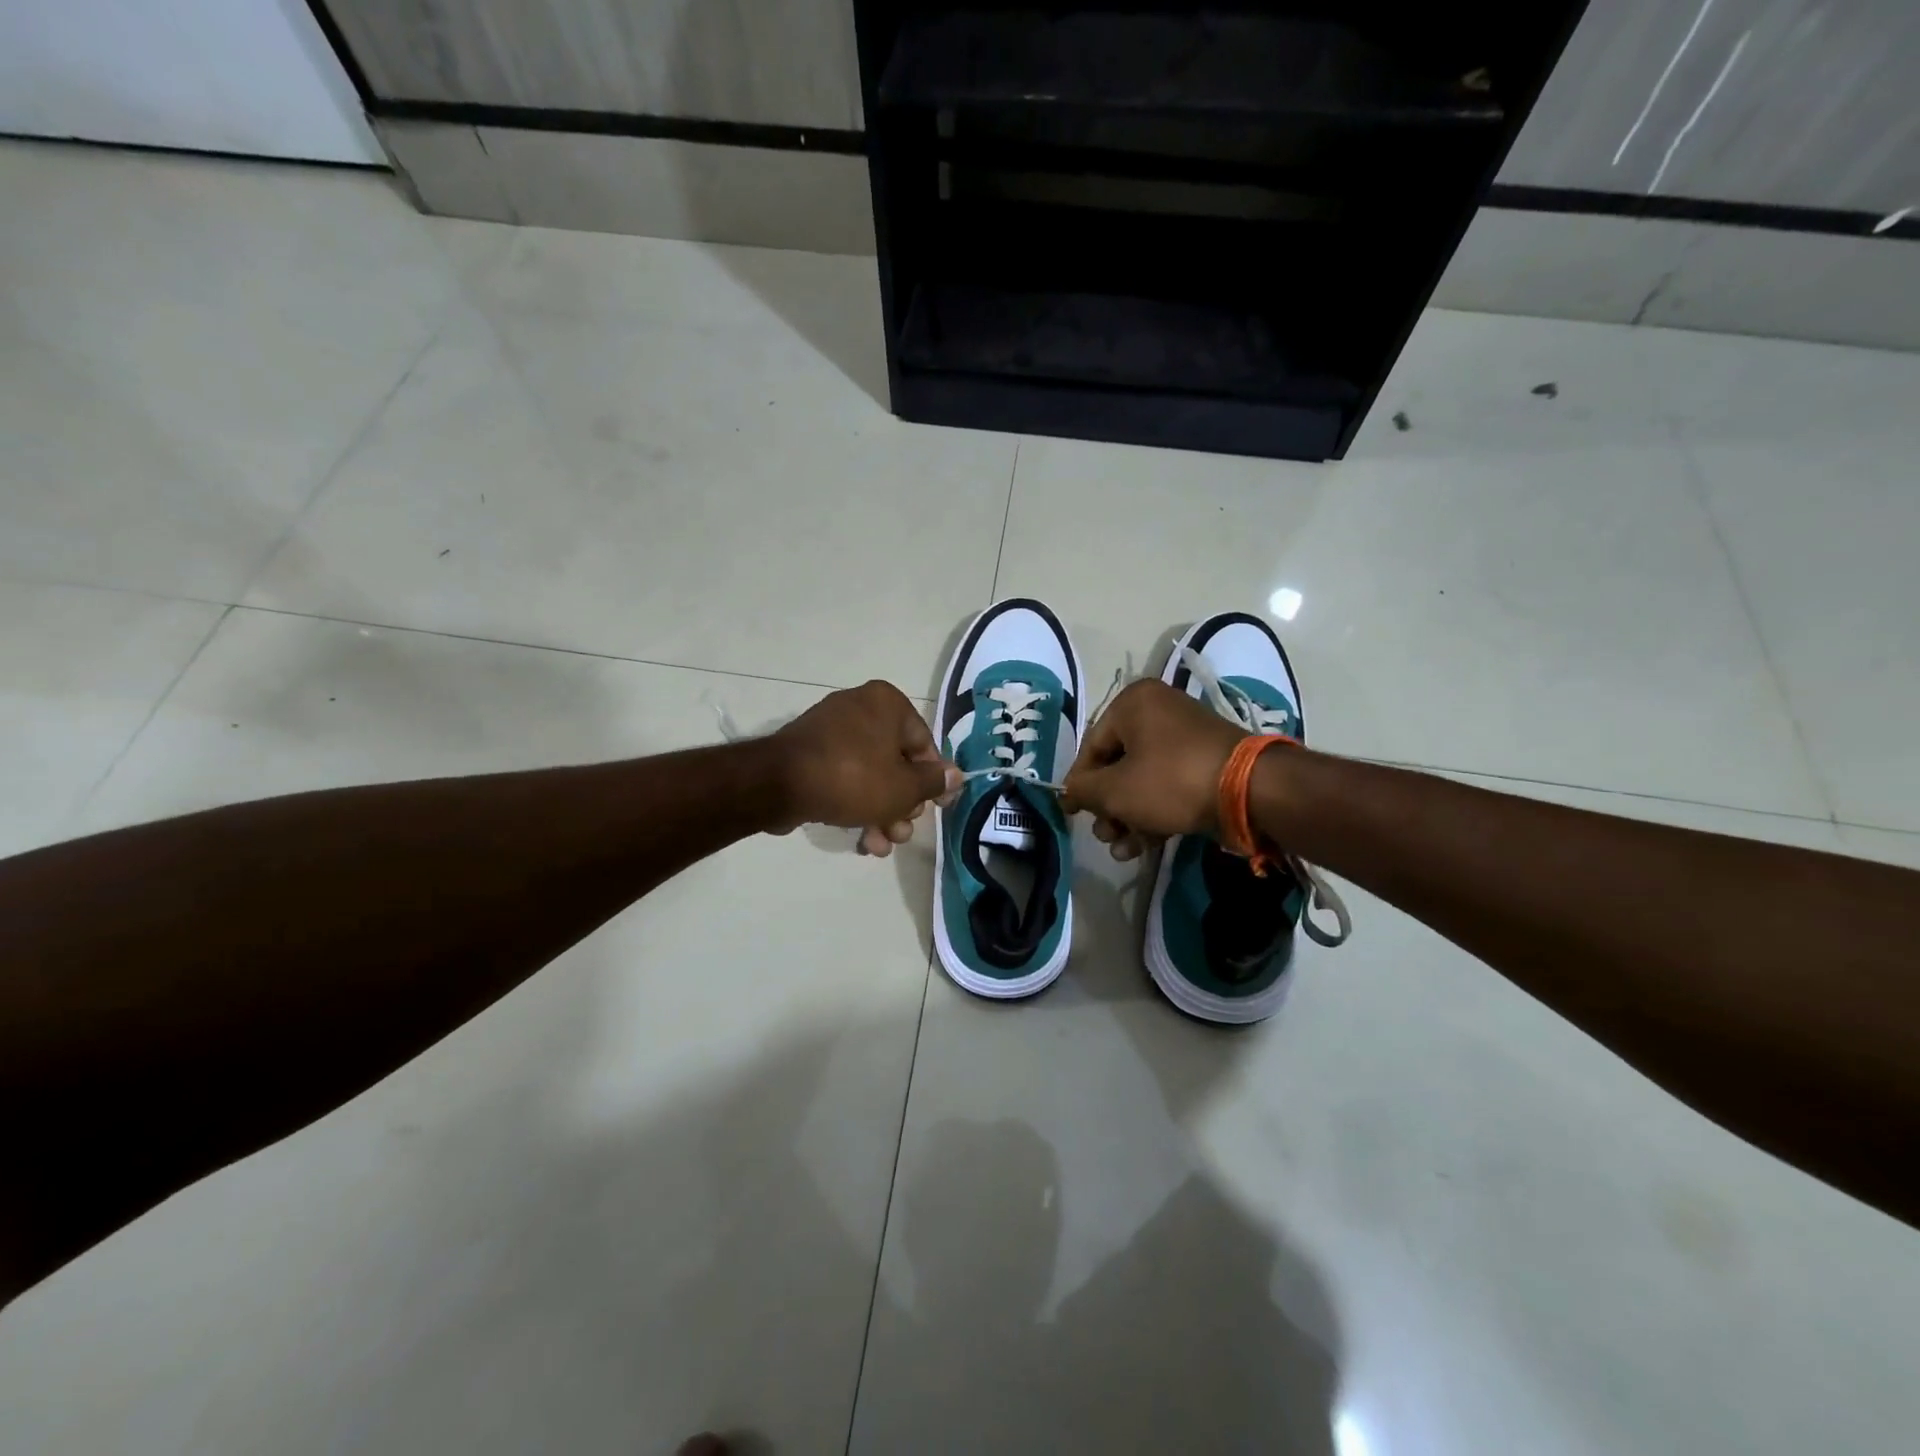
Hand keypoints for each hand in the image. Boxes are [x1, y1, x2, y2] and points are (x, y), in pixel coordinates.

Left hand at [773, 681, 960, 856]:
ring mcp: (831, 731)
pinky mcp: (810, 754)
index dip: (933, 780)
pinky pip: (844, 777)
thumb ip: (933, 782)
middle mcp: (860, 708)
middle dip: (902, 805)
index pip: (924, 743)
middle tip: (902, 831)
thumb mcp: (904, 787)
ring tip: (882, 845)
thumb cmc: (854, 777)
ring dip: (881, 813)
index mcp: (887, 704)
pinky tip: (863, 840)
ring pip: (870, 775)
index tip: (937, 808)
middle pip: (896, 762)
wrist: (779, 784)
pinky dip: (856, 804)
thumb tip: (956, 776)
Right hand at [1061, 679, 1243, 860]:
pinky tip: (1143, 847)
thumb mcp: (1115, 790)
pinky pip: (1168, 786)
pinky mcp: (1204, 764)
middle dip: (1108, 807)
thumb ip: (1082, 790)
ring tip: (1122, 849)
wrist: (1249, 792)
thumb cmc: (1171, 780)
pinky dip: (1153, 813)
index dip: (1079, 784)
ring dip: (1128, 817)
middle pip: (1117, 765)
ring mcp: (1185, 738)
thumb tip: (1067, 793)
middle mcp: (1159, 712)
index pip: (1092, 747)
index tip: (1073, 814)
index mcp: (1133, 703)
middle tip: (1105, 834)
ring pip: (1142, 780)